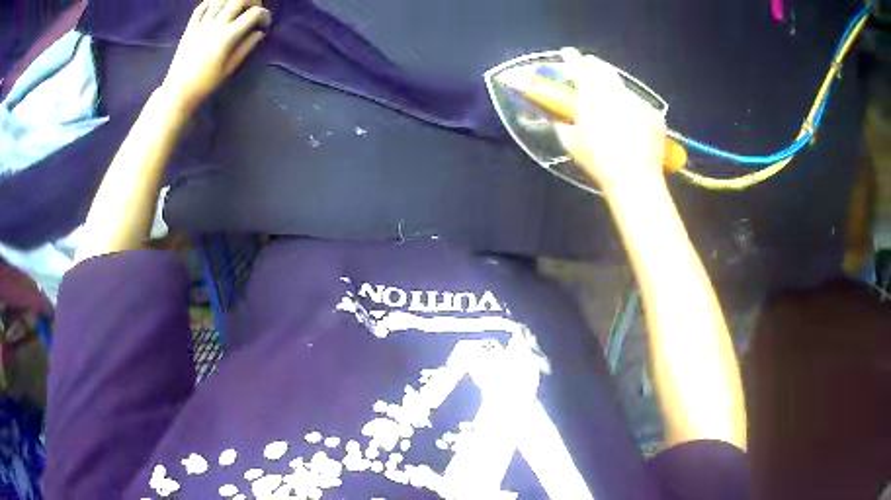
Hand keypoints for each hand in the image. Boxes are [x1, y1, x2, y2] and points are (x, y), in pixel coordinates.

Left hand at [161, 0, 271, 111]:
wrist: (179, 91)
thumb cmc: (206, 83)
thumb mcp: (230, 68)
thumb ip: (246, 47)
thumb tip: (259, 32)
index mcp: (228, 36)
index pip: (254, 13)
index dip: (264, 15)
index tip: (264, 25)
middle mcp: (216, 25)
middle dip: (252, 0)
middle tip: (253, 9)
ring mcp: (202, 24)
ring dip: (231, 0)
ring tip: (235, 7)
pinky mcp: (190, 27)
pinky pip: (201, 7)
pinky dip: (210, 3)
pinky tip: (216, 7)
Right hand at [555, 48, 665, 193]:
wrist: (635, 178)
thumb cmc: (599, 161)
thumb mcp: (572, 143)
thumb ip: (562, 124)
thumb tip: (557, 117)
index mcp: (591, 94)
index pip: (578, 65)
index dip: (571, 57)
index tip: (567, 52)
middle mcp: (615, 91)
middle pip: (603, 68)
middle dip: (594, 64)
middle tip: (588, 65)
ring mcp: (637, 101)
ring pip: (622, 87)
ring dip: (614, 87)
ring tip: (612, 99)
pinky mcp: (653, 114)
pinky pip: (639, 105)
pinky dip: (632, 108)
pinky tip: (631, 122)